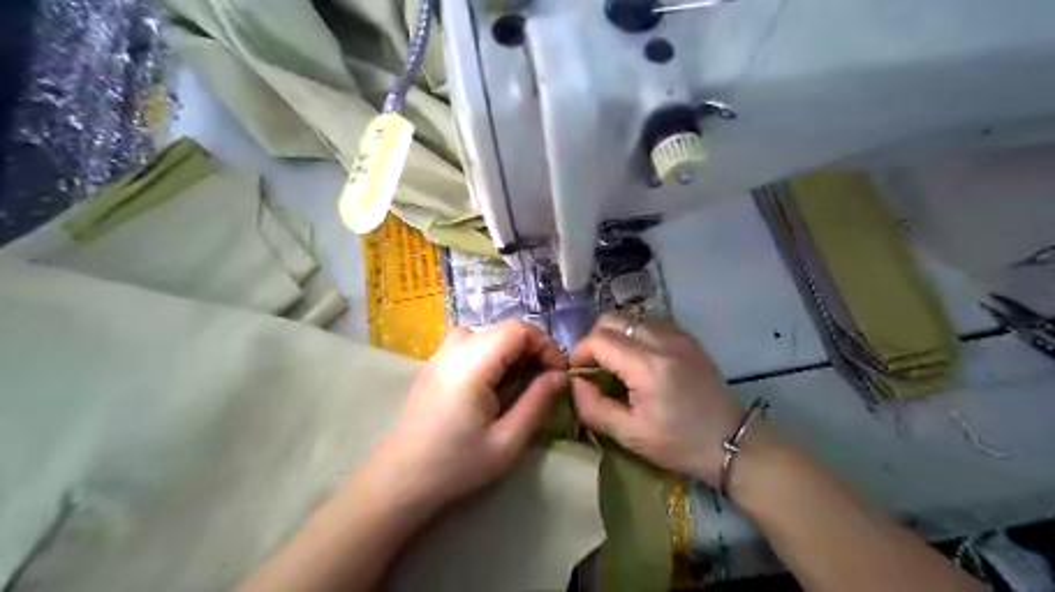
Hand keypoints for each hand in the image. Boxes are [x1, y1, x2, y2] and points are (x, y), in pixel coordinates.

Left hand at [368, 319, 572, 511]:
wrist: (400, 479)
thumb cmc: (455, 465)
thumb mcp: (507, 441)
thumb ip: (538, 402)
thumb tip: (561, 376)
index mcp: (472, 363)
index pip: (518, 329)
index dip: (546, 345)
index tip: (559, 374)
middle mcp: (454, 348)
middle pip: (505, 329)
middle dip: (533, 350)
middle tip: (545, 382)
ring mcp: (441, 353)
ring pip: (490, 335)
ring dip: (513, 352)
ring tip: (522, 383)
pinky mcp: (435, 363)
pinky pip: (473, 344)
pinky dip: (494, 355)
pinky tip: (495, 384)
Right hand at [574, 314, 744, 486]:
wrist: (731, 442)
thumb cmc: (679, 444)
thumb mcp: (629, 435)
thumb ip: (593, 407)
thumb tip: (573, 382)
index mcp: (647, 365)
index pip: (599, 339)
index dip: (579, 353)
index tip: (577, 374)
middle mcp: (662, 340)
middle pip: (611, 319)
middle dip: (594, 340)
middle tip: (594, 368)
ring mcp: (677, 335)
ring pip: (630, 318)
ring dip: (614, 336)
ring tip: (615, 365)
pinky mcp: (687, 338)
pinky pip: (649, 324)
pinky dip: (634, 336)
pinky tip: (638, 361)